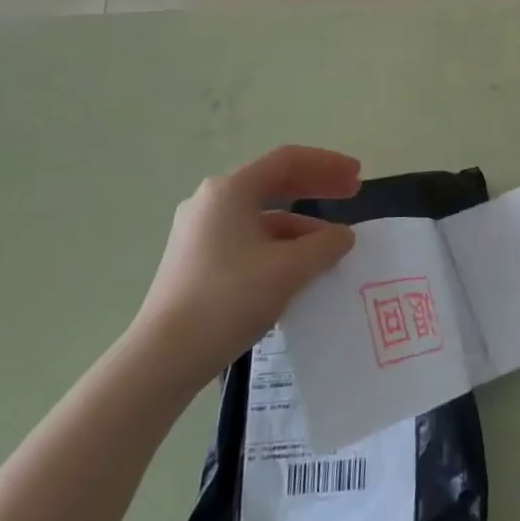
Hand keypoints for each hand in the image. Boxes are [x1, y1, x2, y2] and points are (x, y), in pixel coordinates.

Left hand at [134, 146, 360, 373]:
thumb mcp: (288, 270)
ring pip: (261, 216)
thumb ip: (325, 245)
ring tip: (331, 245)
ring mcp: (200, 232)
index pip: (288, 160)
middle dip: (316, 186)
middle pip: (274, 182)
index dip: (328, 164)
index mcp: (230, 190)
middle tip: (352, 194)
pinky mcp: (196, 261)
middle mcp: (211, 202)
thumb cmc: (227, 300)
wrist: (161, 359)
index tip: (358, 177)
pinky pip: (248, 240)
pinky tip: (298, 270)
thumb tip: (343, 236)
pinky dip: (279, 245)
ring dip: (301, 223)